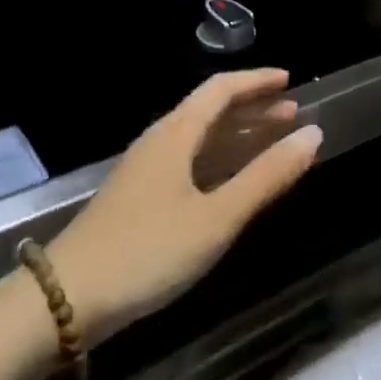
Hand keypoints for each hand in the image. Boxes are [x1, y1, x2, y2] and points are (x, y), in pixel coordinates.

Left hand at [48, 69, 320, 345]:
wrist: (67, 297)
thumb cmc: (149, 250)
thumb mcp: (217, 216)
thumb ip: (266, 176)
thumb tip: (313, 134)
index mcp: (176, 133)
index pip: (221, 89)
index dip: (257, 81)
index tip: (289, 81)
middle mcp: (160, 141)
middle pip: (210, 110)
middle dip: (253, 108)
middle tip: (292, 113)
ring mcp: (146, 170)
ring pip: (200, 138)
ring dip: (237, 135)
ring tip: (273, 141)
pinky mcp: (138, 197)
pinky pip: (189, 162)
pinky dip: (219, 160)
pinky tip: (233, 181)